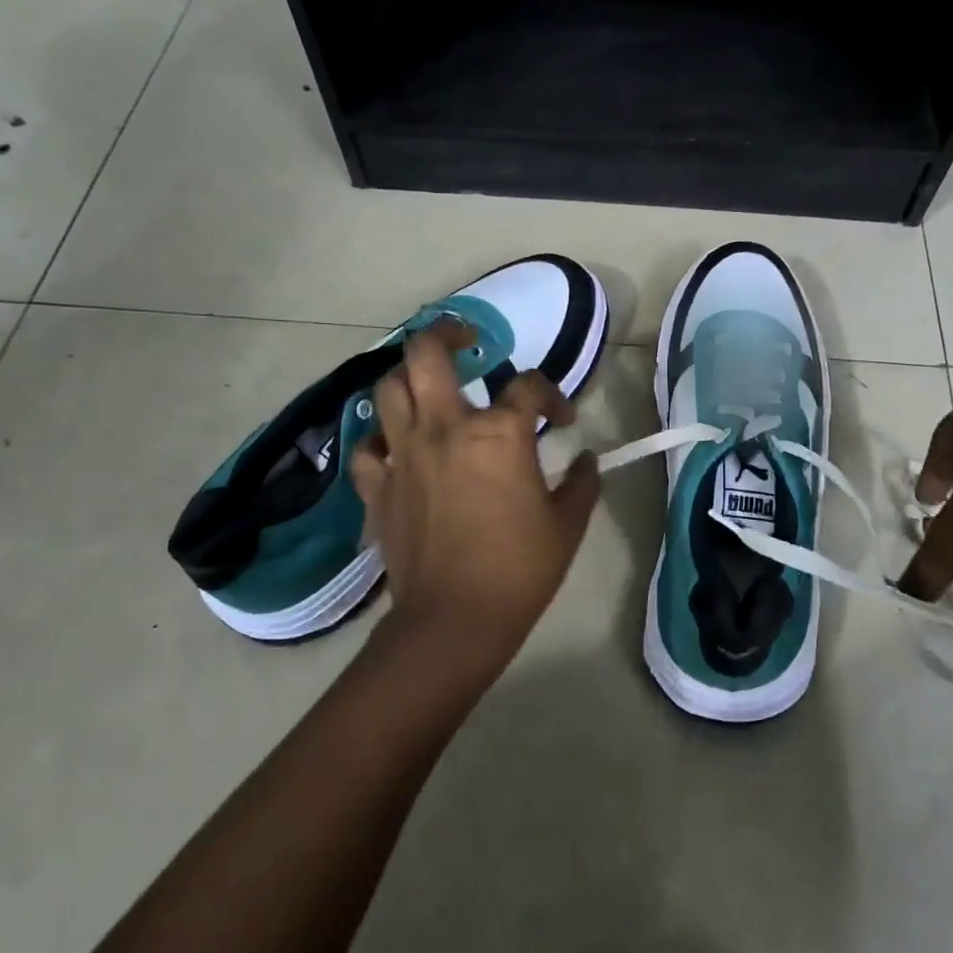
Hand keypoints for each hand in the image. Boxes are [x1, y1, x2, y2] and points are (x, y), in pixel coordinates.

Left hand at [348, 323, 600, 688]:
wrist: (455, 620)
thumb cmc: (519, 569)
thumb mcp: (567, 525)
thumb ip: (581, 483)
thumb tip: (586, 460)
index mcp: (498, 433)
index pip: (528, 387)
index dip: (552, 395)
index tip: (562, 419)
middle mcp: (445, 428)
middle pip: (428, 353)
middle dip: (448, 332)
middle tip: (466, 338)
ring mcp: (403, 454)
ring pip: (388, 388)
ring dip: (408, 377)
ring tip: (427, 385)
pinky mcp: (377, 486)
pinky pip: (367, 447)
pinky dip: (379, 439)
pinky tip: (396, 446)